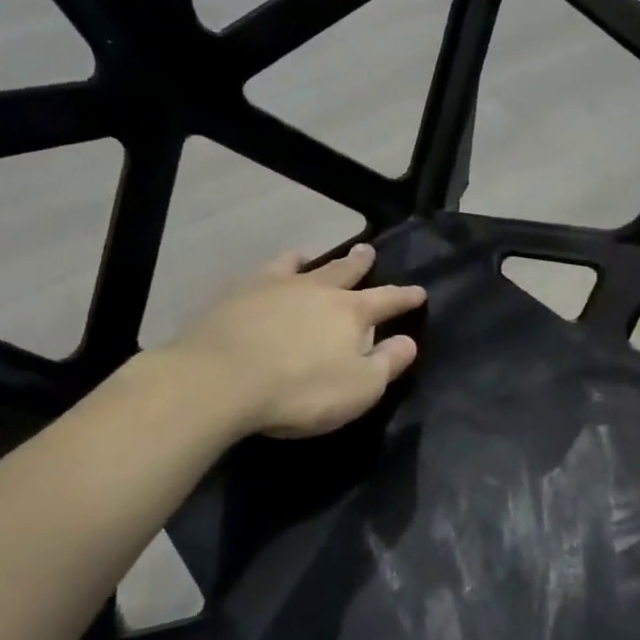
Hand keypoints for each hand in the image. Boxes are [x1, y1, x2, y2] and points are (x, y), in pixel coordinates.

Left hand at [164, 243, 424, 439]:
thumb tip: (408, 342)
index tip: (419, 291)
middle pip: (343, 271)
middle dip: (360, 262)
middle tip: (367, 249)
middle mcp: (315, 290)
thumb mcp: (360, 387)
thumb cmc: (301, 390)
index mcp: (350, 312)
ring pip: (298, 265)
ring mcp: (273, 288)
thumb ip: (387, 363)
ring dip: (310, 260)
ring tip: (310, 255)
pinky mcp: (235, 296)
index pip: (387, 300)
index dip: (405, 297)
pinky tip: (264, 277)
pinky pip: (261, 274)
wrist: (220, 381)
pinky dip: (272, 271)